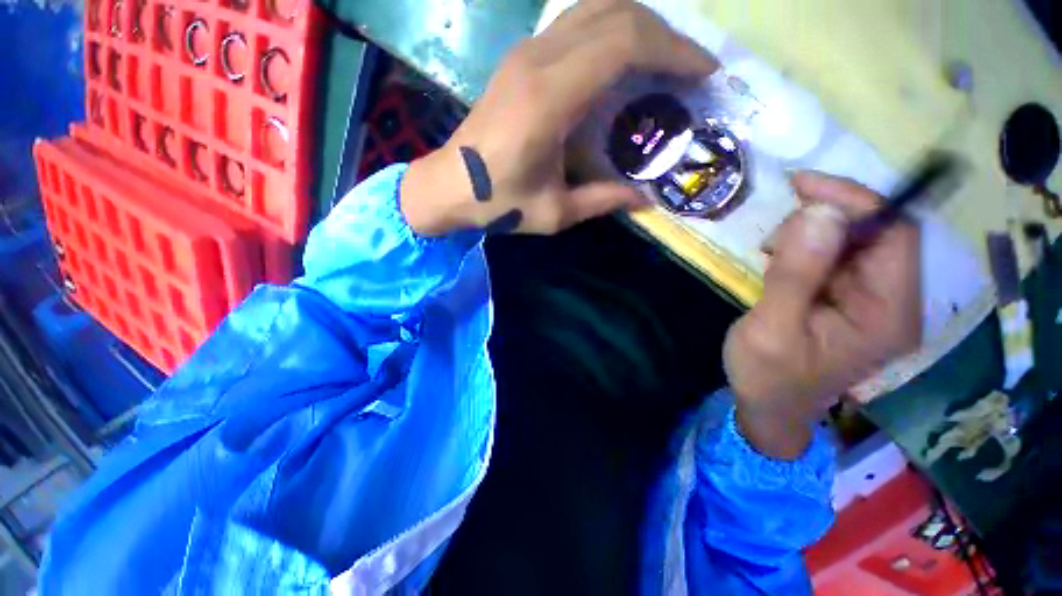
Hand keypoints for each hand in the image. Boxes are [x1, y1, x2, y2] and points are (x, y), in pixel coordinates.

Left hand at [400, 0, 717, 236]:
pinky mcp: (520, 57)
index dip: (672, 50)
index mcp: (549, 99)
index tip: (702, 72)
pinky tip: (620, 61)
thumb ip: (602, 201)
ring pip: (595, 7)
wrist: (448, 185)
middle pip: (616, 12)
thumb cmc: (498, 203)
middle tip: (687, 67)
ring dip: (636, 25)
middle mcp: (539, 60)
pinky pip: (575, 23)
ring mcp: (526, 52)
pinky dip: (609, 31)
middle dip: (663, 33)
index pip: (624, 43)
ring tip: (660, 60)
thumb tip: (645, 201)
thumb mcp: (554, 212)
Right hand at [723, 172, 921, 459]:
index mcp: (887, 314)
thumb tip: (820, 213)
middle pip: (878, 233)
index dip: (856, 201)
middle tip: (773, 238)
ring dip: (812, 233)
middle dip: (826, 219)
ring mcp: (871, 301)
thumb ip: (796, 274)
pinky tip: (780, 260)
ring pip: (855, 241)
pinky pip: (837, 256)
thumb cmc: (767, 376)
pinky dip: (807, 247)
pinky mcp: (849, 300)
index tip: (801, 185)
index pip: (895, 234)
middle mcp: (892, 302)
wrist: (767, 408)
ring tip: (770, 252)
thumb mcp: (771, 328)